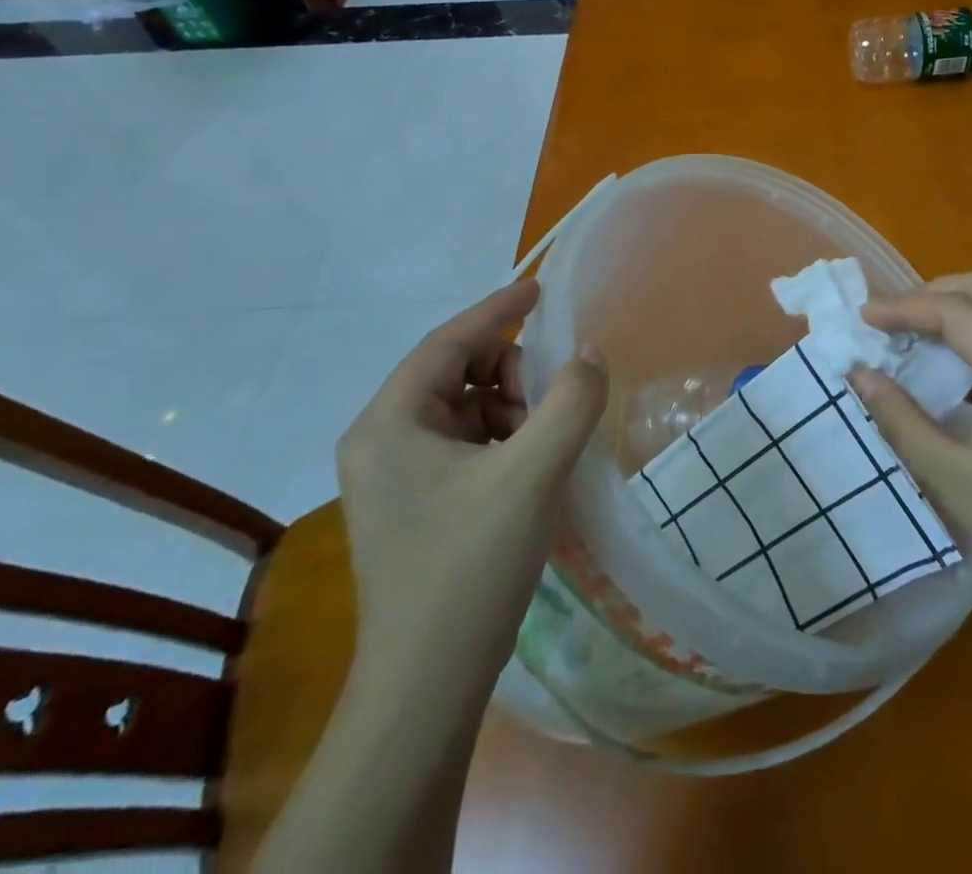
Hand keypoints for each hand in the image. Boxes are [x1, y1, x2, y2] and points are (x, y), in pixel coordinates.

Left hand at [335, 279, 608, 689]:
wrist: (427, 684)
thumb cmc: (471, 566)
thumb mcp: (533, 473)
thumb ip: (570, 401)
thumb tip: (589, 353)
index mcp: (390, 423)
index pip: (448, 342)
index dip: (498, 309)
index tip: (540, 288)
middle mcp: (381, 440)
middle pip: (455, 373)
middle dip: (510, 372)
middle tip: (553, 396)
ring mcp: (394, 476)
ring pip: (464, 409)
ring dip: (510, 407)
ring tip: (545, 439)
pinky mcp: (413, 504)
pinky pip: (463, 443)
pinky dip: (502, 438)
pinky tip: (531, 464)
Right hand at [853, 271, 971, 618]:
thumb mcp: (953, 480)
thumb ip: (902, 419)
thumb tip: (859, 374)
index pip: (960, 313)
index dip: (907, 307)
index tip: (863, 317)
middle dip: (935, 292)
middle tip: (892, 318)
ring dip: (956, 312)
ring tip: (909, 336)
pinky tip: (946, 371)